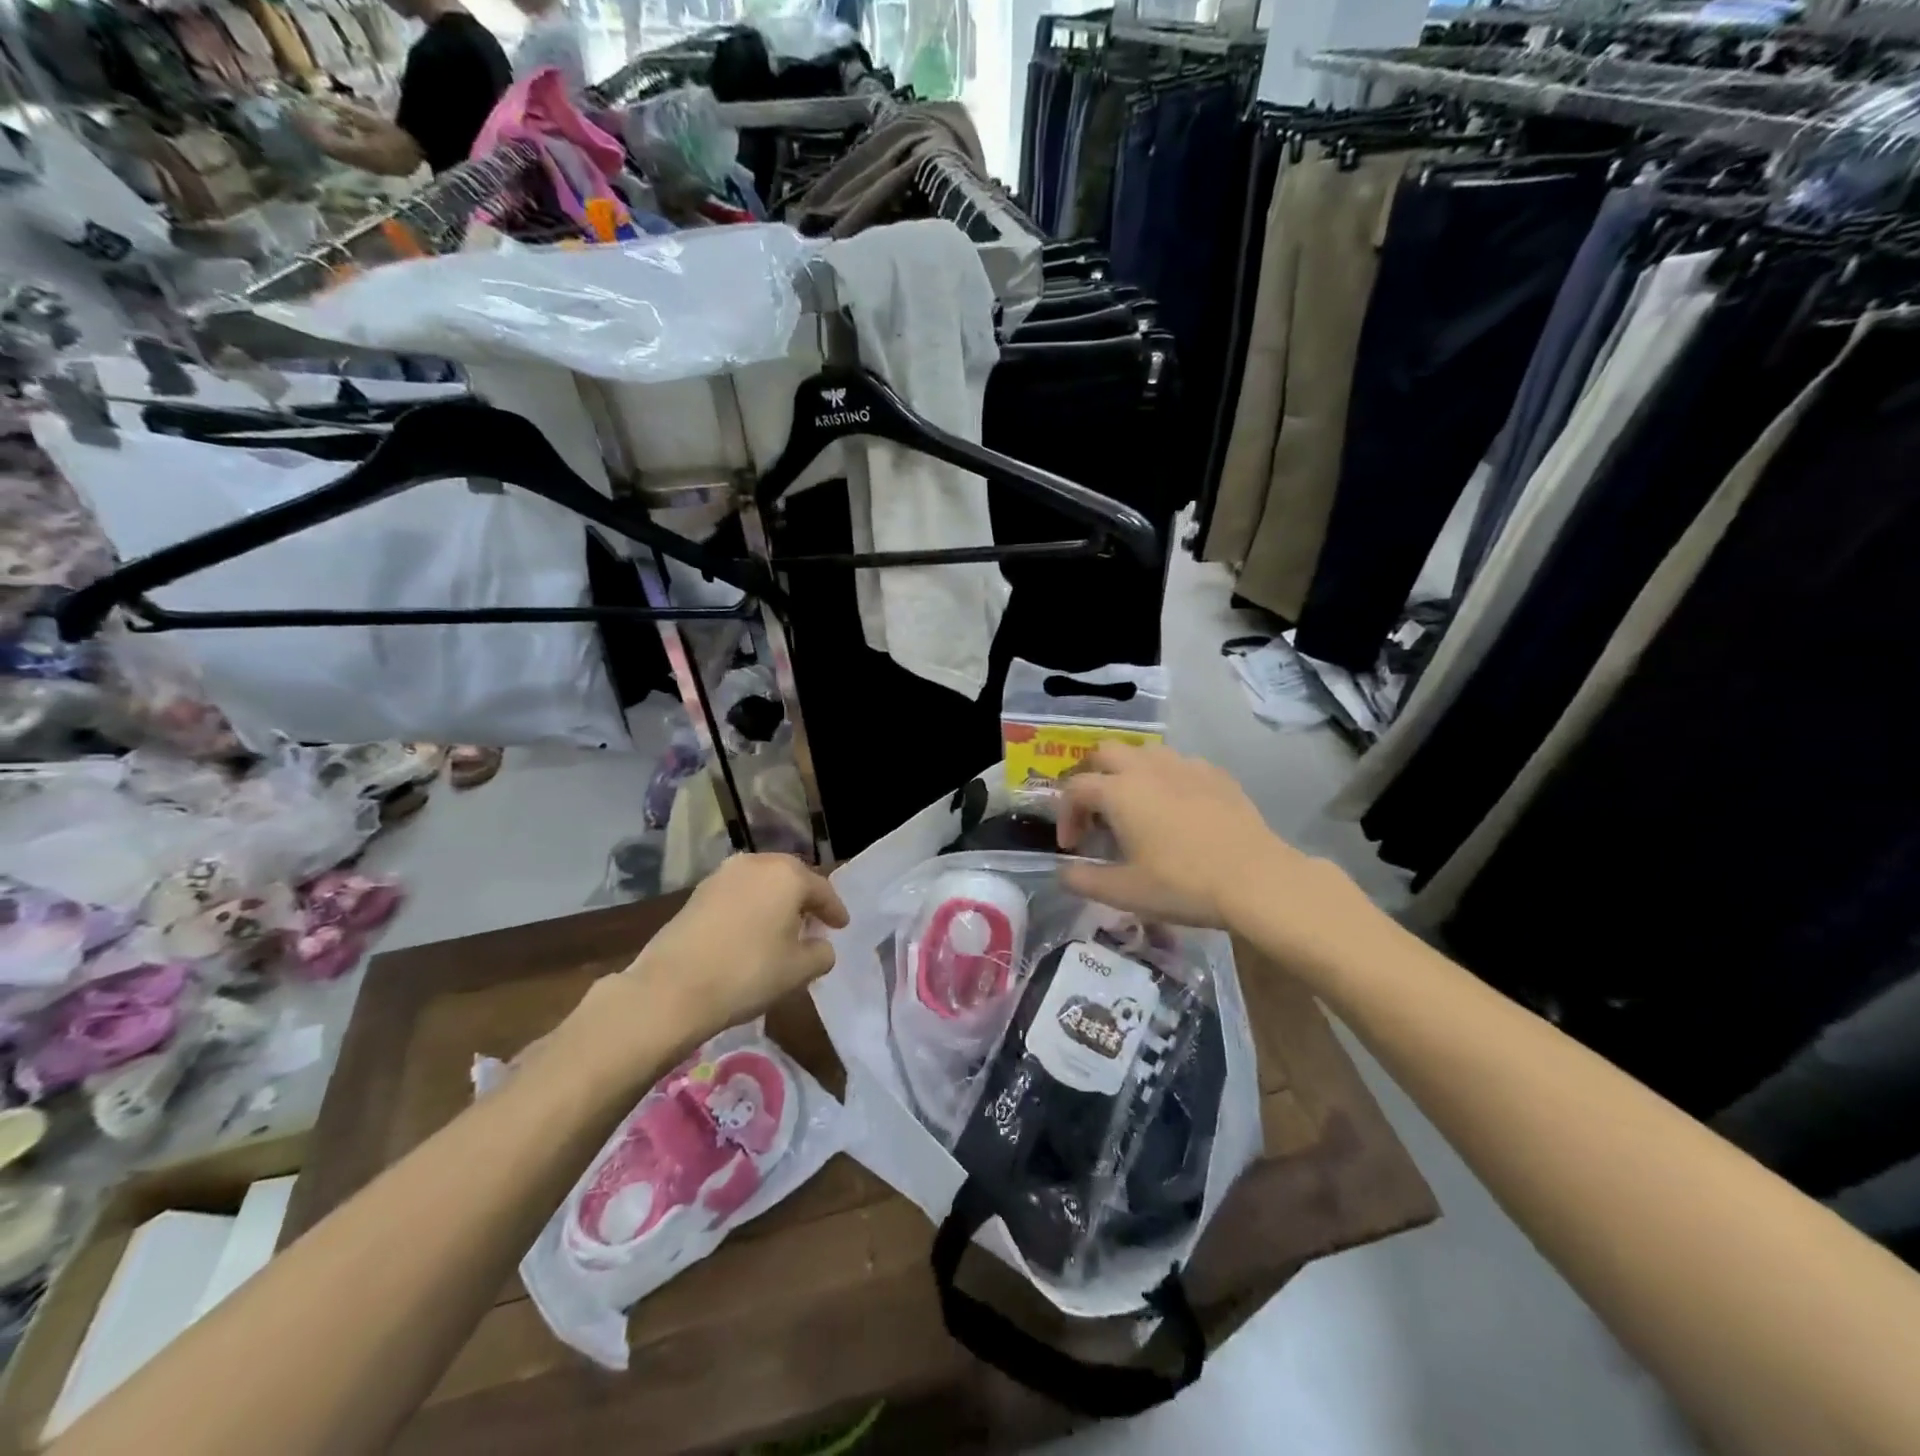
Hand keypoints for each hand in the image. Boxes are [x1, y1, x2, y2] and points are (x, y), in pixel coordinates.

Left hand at [615, 854, 847, 1041]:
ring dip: (775, 901)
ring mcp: (723, 875)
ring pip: (762, 883)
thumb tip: (820, 946)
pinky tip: (751, 931)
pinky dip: (751, 907)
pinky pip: (738, 894)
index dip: (835, 911)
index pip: (822, 890)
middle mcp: (757, 863)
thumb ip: (821, 953)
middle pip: (791, 878)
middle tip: (814, 922)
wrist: (671, 988)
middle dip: (804, 900)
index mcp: (788, 875)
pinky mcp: (697, 892)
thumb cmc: (748, 973)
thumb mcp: (799, 970)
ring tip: (781, 928)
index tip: (842, 926)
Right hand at [1056, 743, 1339, 932]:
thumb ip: (1084, 881)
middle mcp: (1147, 767)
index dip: (1065, 815)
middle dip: (1092, 776)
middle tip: (1096, 812)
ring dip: (1128, 772)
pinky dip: (1165, 779)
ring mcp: (1184, 766)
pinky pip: (1178, 764)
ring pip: (1143, 752)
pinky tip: (1176, 809)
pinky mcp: (1215, 774)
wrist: (1256, 880)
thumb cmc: (1182, 885)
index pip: (1075, 789)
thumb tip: (1062, 873)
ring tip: (1134, 807)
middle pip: (1105, 753)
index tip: (1072, 846)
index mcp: (1119, 791)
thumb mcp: (1125, 892)